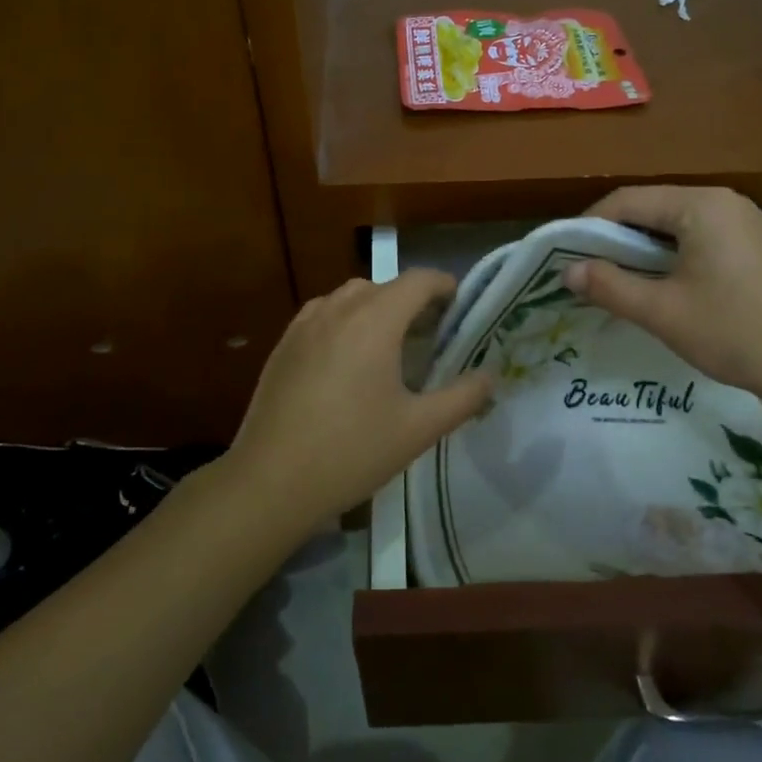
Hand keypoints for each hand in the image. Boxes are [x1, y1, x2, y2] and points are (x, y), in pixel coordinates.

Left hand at [219, 270, 492, 537]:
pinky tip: (347, 360)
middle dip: (413, 301)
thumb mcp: (418, 429)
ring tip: (390, 346)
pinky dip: (345, 321)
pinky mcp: (283, 344)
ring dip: (377, 308)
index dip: (445, 287)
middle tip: (432, 336)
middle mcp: (338, 309)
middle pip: (385, 286)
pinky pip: (323, 315)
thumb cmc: (352, 451)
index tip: (461, 309)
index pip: (418, 280)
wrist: (270, 481)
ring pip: (350, 297)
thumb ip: (463, 398)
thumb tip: (490, 376)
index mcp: (374, 320)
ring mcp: (304, 324)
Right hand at [563, 186, 761, 410]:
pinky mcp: (749, 243)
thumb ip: (609, 286)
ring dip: (639, 248)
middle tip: (585, 269)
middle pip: (650, 208)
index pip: (628, 200)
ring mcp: (740, 220)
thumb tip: (567, 272)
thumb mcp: (662, 311)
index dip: (590, 225)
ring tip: (614, 279)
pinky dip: (667, 255)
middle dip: (614, 238)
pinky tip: (654, 282)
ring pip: (671, 224)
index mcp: (700, 205)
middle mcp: (721, 201)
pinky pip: (694, 237)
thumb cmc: (733, 331)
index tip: (565, 254)